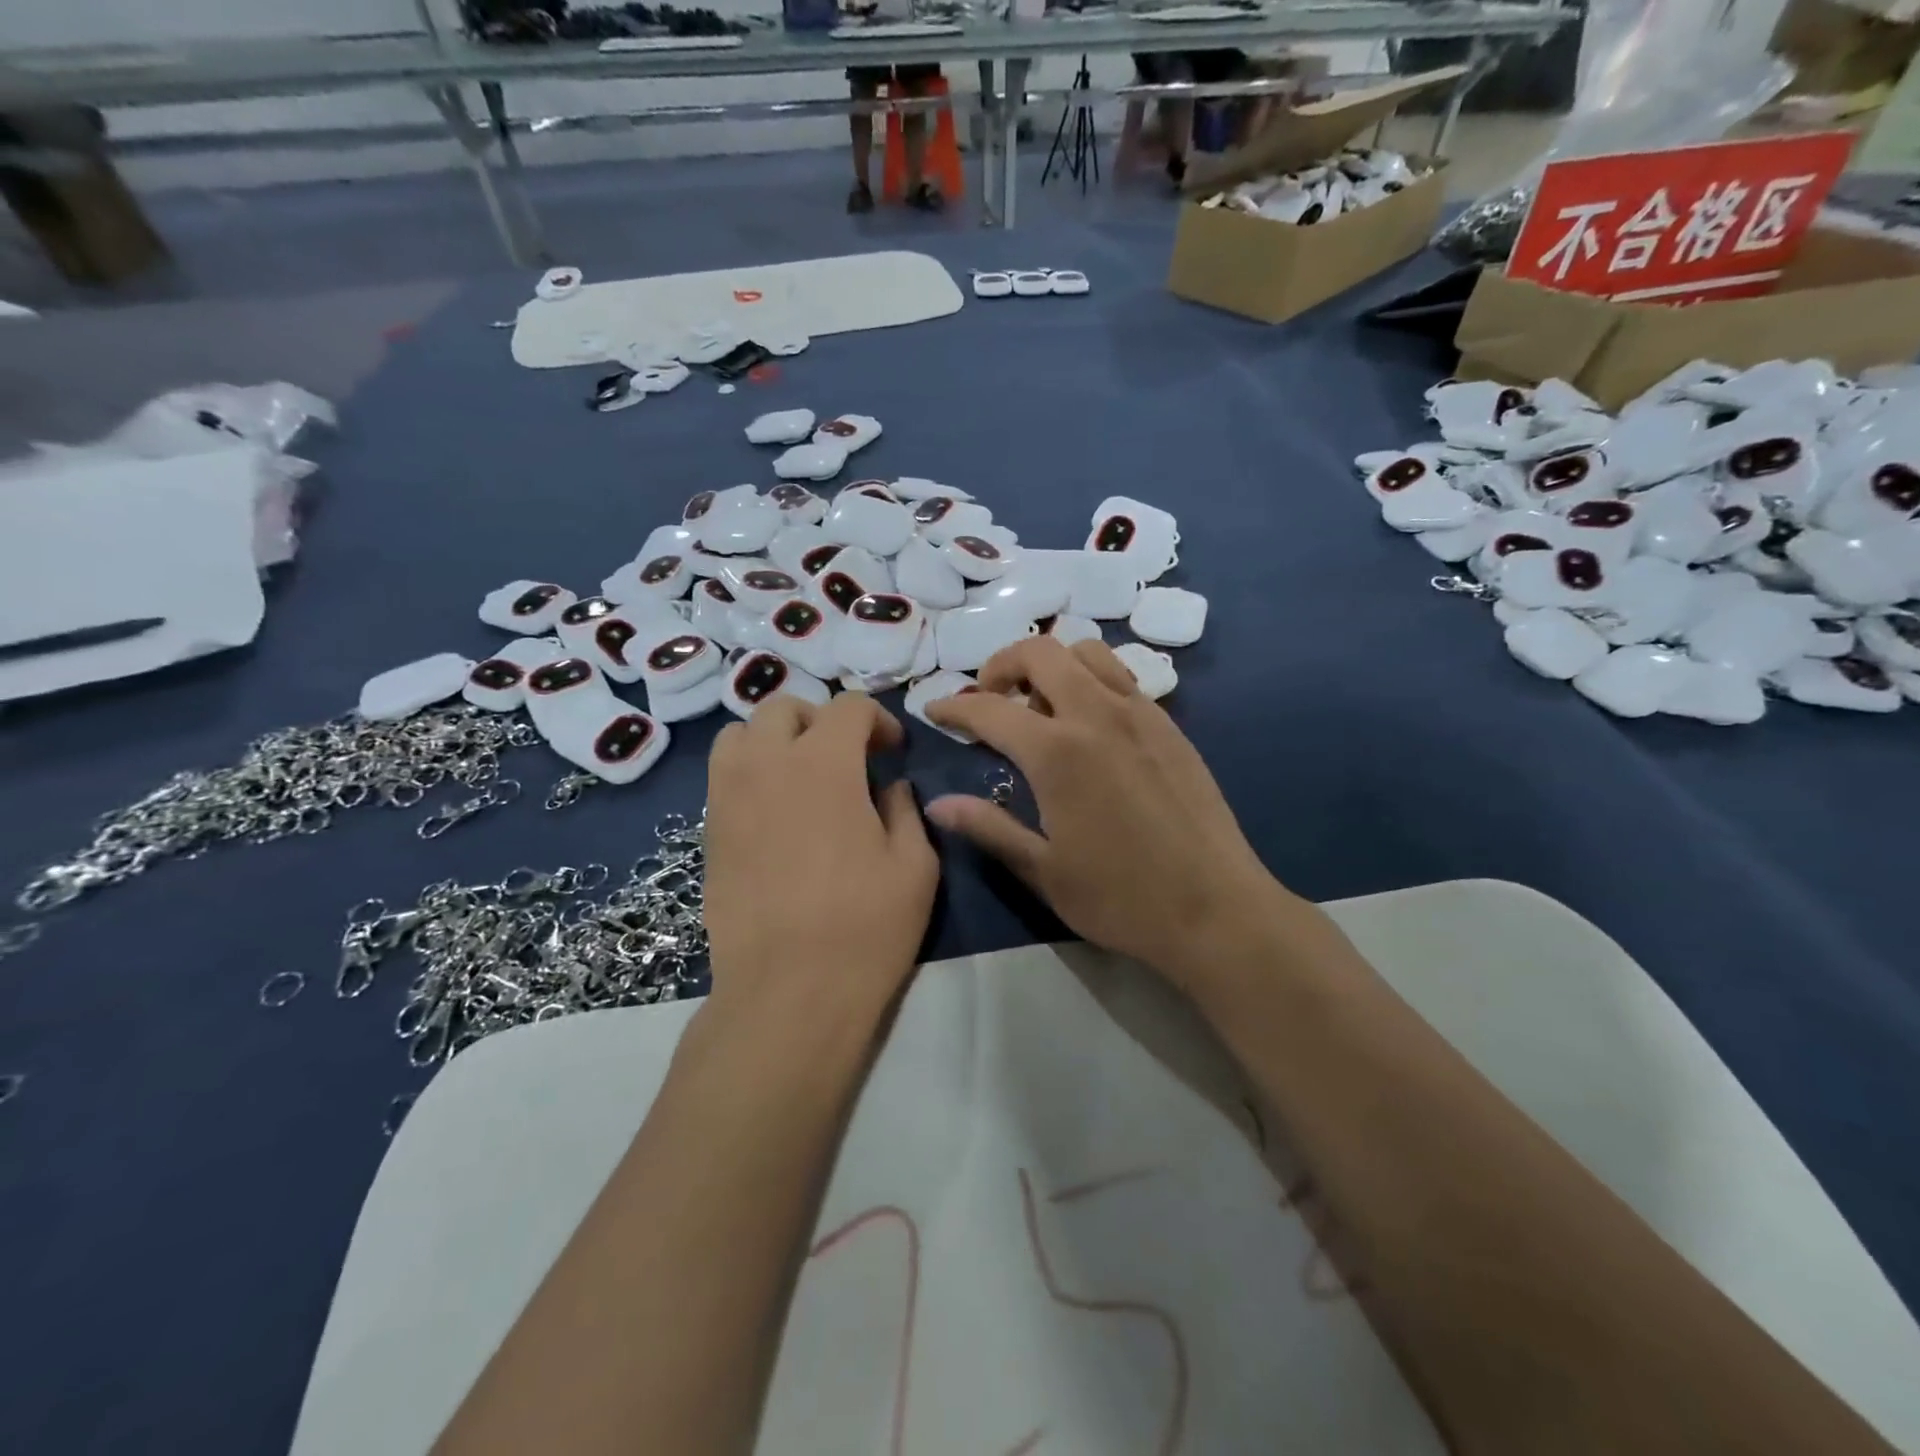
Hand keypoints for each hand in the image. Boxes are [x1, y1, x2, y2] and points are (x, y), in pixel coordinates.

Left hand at [704, 694, 937, 1018]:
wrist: (788, 991)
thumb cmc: (865, 926)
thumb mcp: (914, 865)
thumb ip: (904, 809)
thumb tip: (889, 786)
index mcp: (825, 764)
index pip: (847, 707)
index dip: (877, 719)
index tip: (892, 752)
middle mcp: (767, 764)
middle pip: (784, 707)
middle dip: (821, 720)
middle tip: (846, 757)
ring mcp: (728, 796)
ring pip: (740, 733)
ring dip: (775, 739)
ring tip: (800, 774)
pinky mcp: (708, 831)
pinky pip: (723, 775)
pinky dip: (750, 772)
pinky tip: (775, 812)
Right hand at [925, 637, 1287, 991]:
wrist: (1215, 908)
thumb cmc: (1121, 897)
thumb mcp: (1043, 870)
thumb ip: (988, 827)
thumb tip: (937, 805)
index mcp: (1057, 751)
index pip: (988, 708)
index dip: (953, 707)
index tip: (935, 711)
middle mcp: (1096, 715)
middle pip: (1040, 652)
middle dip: (1002, 664)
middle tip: (989, 698)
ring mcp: (1140, 714)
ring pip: (1087, 652)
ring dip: (1052, 664)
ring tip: (1040, 704)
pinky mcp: (1169, 725)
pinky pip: (1122, 677)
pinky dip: (1091, 680)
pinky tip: (1089, 724)